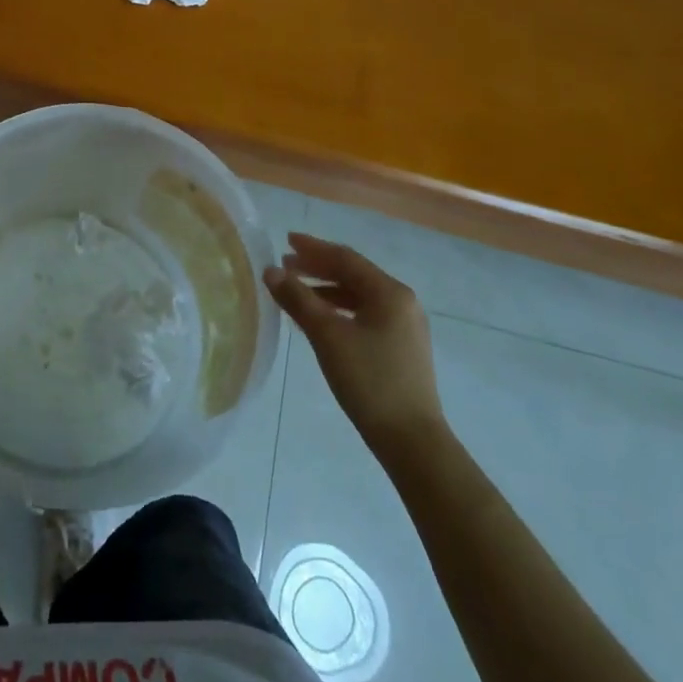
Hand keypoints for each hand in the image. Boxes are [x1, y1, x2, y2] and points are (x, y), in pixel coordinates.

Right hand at [267, 234, 443, 443]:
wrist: (411, 440)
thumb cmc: (369, 381)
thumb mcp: (327, 336)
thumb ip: (298, 299)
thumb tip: (271, 271)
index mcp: (389, 292)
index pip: (345, 259)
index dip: (313, 248)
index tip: (286, 241)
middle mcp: (402, 302)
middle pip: (353, 274)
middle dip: (318, 268)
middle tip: (285, 265)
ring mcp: (405, 326)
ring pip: (359, 296)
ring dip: (326, 290)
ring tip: (296, 292)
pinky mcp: (401, 348)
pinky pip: (364, 315)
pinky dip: (339, 310)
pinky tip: (319, 320)